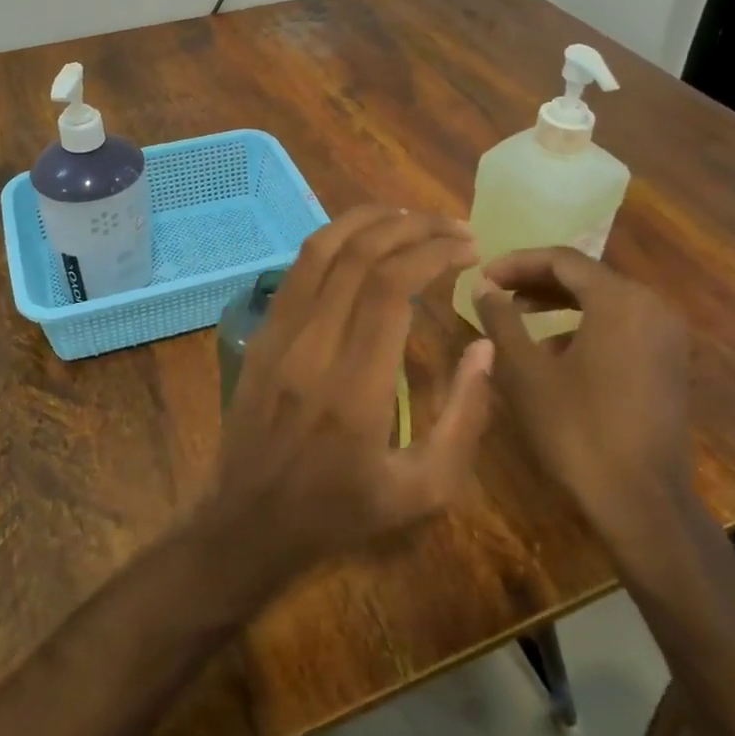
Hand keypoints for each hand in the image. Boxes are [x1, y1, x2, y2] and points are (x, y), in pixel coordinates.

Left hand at [202, 207, 495, 591]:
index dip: (433, 252)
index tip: (468, 247)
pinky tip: (364, 240)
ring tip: (412, 216)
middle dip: (412, 227)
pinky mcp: (263, 331)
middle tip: (453, 226)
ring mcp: (280, 333)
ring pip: (321, 248)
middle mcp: (313, 346)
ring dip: (369, 220)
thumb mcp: (423, 490)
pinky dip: (336, 239)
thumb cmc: (341, 510)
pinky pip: (298, 268)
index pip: (391, 287)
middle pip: (359, 255)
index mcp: (356, 386)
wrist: (249, 520)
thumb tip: (485, 346)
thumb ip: (465, 419)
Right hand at [472, 247, 691, 542]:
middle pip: (585, 276)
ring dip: (558, 302)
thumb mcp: (525, 371)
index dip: (516, 262)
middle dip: (536, 280)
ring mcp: (666, 336)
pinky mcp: (668, 362)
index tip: (482, 276)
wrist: (642, 502)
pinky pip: (620, 324)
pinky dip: (583, 324)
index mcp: (620, 300)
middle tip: (496, 292)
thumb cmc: (577, 429)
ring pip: (603, 300)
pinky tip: (552, 350)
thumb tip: (483, 286)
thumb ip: (501, 319)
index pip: (561, 259)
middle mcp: (651, 306)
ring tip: (517, 316)